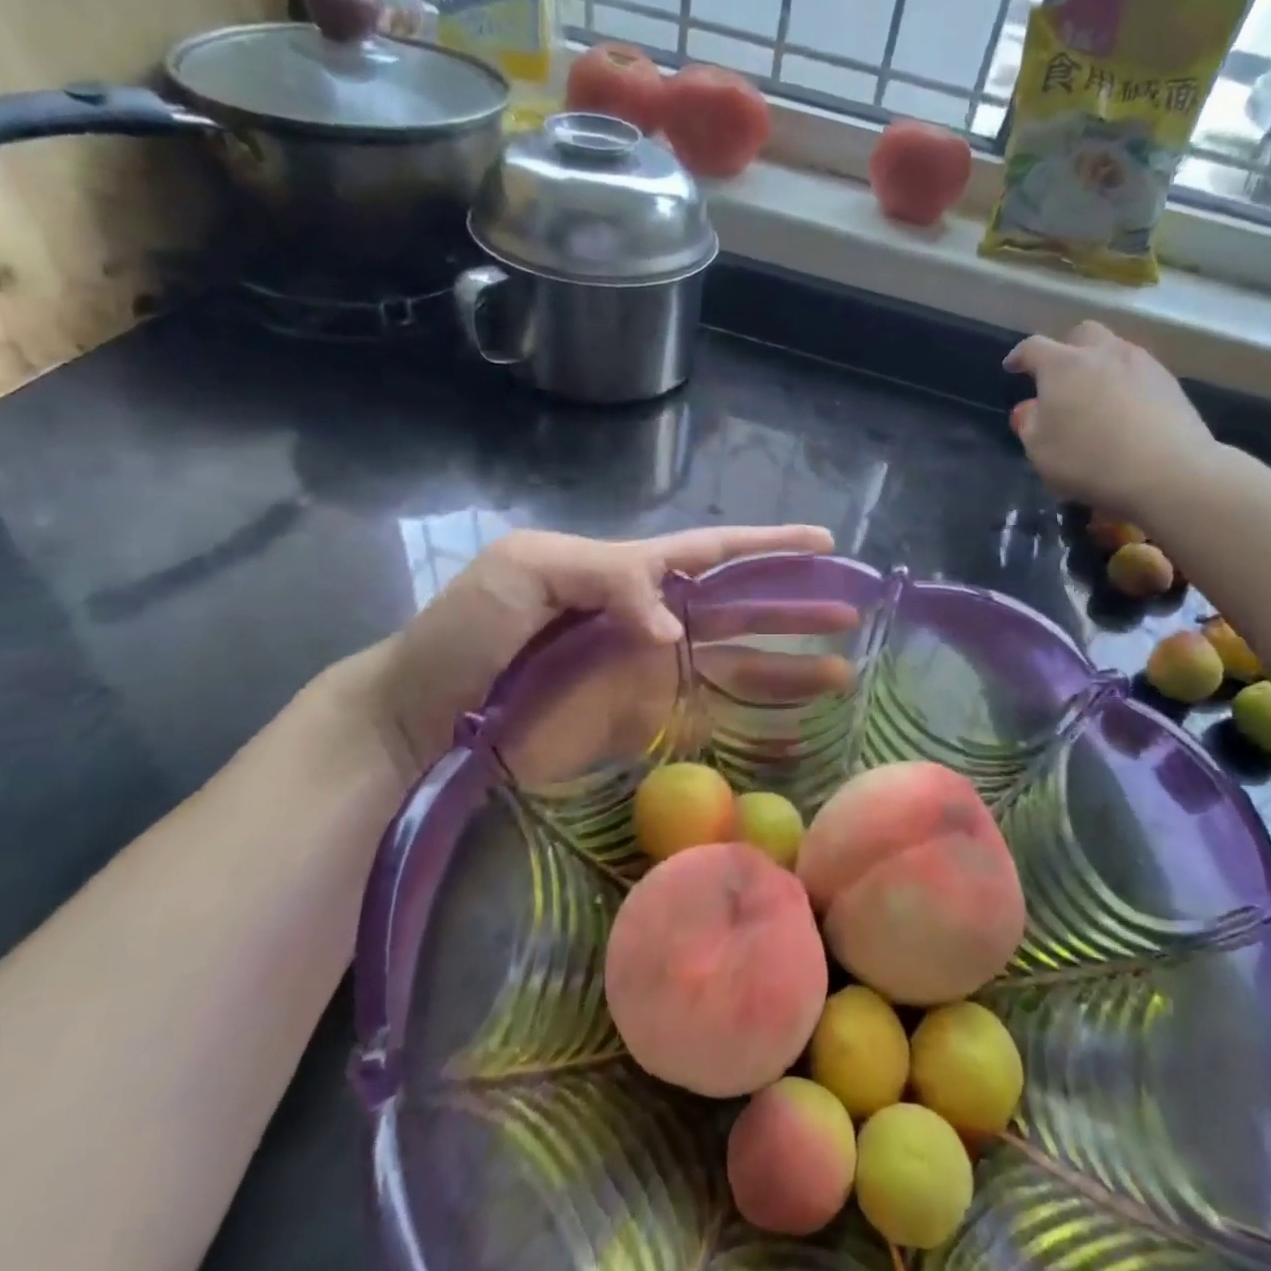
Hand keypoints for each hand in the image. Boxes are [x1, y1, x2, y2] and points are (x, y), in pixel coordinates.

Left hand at [357, 524, 834, 777]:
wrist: (419, 722)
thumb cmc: (466, 634)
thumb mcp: (524, 569)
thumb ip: (607, 577)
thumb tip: (673, 631)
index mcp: (628, 573)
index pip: (713, 553)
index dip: (768, 547)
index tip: (823, 544)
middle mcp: (651, 622)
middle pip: (740, 610)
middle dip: (795, 607)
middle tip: (851, 612)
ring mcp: (649, 677)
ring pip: (736, 666)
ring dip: (788, 667)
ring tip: (841, 671)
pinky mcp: (641, 727)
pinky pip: (707, 720)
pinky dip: (751, 723)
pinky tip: (790, 726)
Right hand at [1004, 321, 1218, 521]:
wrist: (1168, 472)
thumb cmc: (1089, 461)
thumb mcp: (1041, 451)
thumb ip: (1030, 425)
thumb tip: (1030, 408)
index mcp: (1062, 366)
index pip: (1033, 348)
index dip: (1019, 356)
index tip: (1012, 366)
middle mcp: (1102, 353)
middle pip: (1082, 334)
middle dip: (1067, 348)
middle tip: (1060, 375)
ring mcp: (1141, 364)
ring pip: (1115, 350)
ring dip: (1100, 365)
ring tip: (1095, 395)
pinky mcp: (1170, 383)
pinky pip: (1139, 372)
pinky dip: (1126, 383)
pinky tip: (1125, 411)